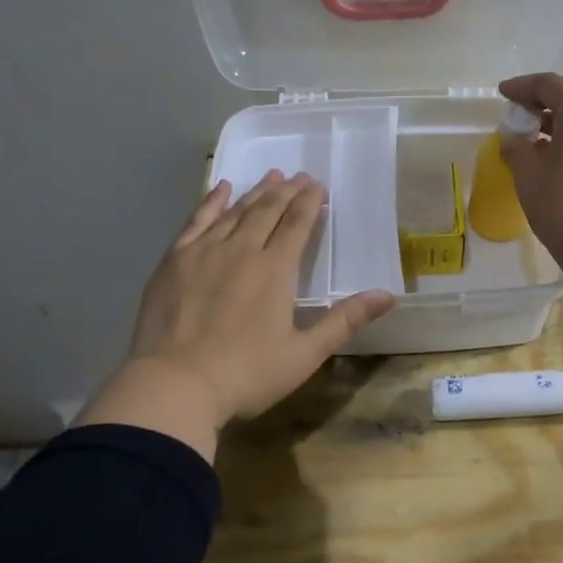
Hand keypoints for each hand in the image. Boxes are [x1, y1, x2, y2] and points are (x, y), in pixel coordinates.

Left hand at [75, 172, 394, 460]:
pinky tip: (221, 189)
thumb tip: (388, 296)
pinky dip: (211, 202)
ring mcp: (204, 252)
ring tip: (270, 177)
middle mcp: (242, 250)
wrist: (175, 385)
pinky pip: (197, 221)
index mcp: (275, 270)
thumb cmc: (246, 375)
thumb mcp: (304, 354)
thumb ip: (344, 321)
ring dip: (255, 192)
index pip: (297, 224)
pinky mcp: (174, 261)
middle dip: (286, 191)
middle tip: (299, 176)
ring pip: (235, 212)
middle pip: (267, 211)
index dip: (309, 203)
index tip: (317, 186)